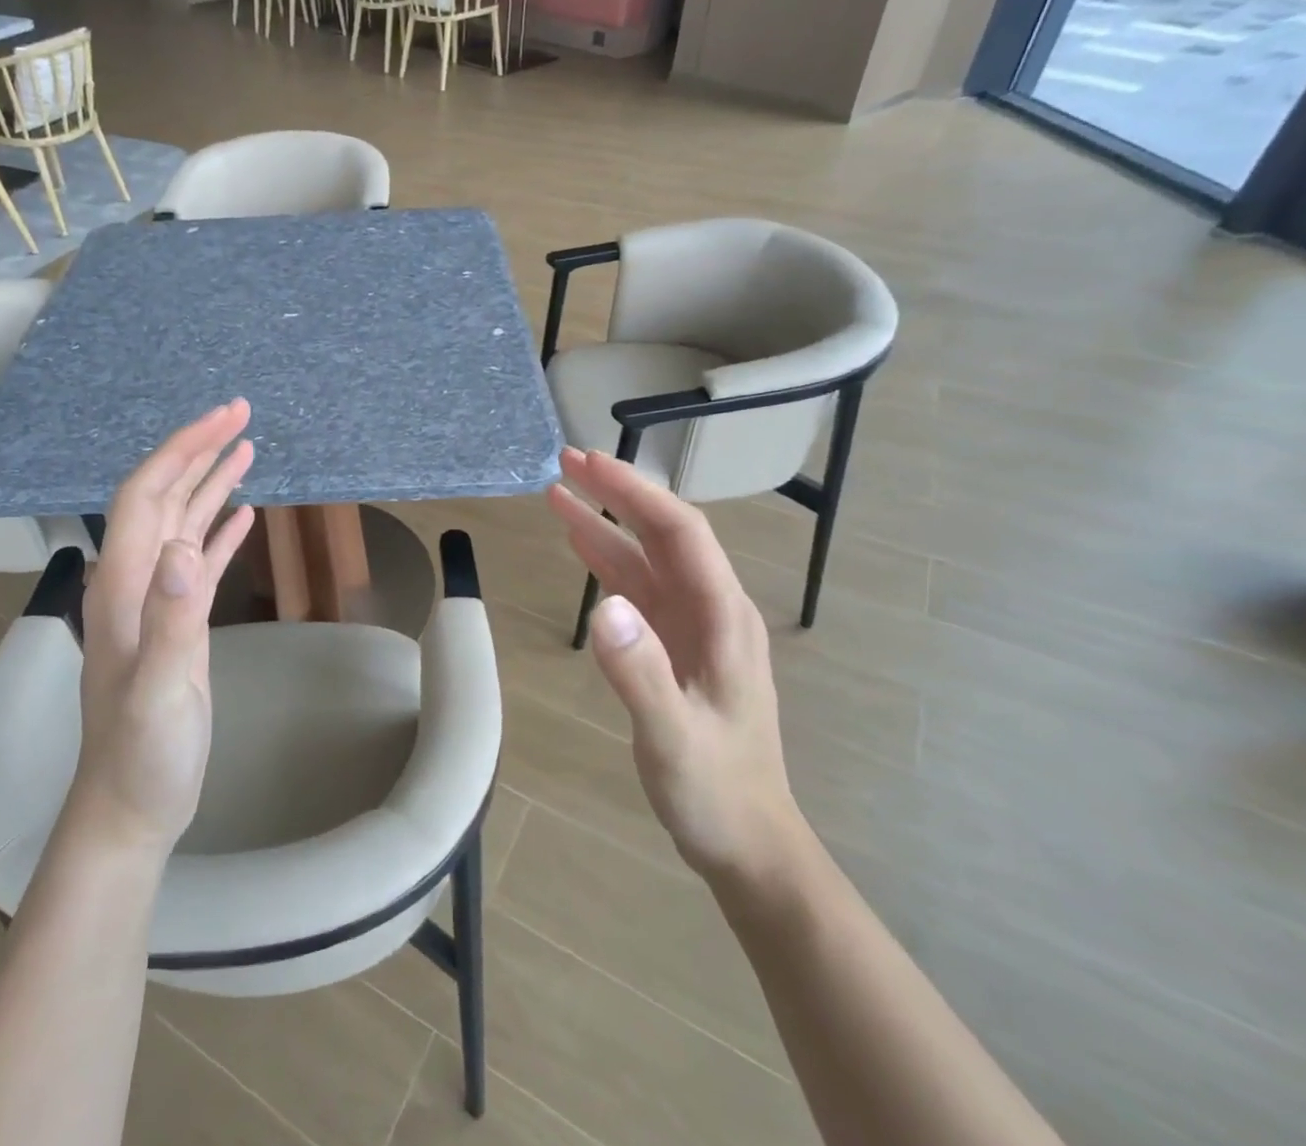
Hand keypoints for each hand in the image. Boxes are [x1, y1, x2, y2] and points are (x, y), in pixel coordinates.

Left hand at [69, 401, 255, 855]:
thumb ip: (171, 619)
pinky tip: (243, 514)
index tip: (225, 419)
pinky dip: (220, 529)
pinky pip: (200, 559)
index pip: (146, 494)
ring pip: (182, 522)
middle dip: (199, 450)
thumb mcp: (160, 690)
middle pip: (163, 496)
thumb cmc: (142, 753)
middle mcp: (134, 579)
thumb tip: (185, 546)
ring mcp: (156, 600)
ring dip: (211, 482)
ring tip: (247, 448)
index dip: (183, 449)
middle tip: (242, 414)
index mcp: (122, 584)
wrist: (132, 805)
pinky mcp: (178, 620)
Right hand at [547, 447, 804, 881]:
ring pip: (645, 557)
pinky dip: (605, 559)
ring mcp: (692, 626)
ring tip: (557, 492)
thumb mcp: (674, 740)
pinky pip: (637, 587)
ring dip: (604, 523)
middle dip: (617, 493)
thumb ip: (640, 673)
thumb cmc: (717, 793)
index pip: (679, 532)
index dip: (634, 492)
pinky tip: (579, 543)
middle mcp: (711, 609)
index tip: (588, 464)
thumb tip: (602, 606)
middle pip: (663, 533)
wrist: (748, 843)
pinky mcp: (673, 644)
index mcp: (722, 617)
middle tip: (565, 462)